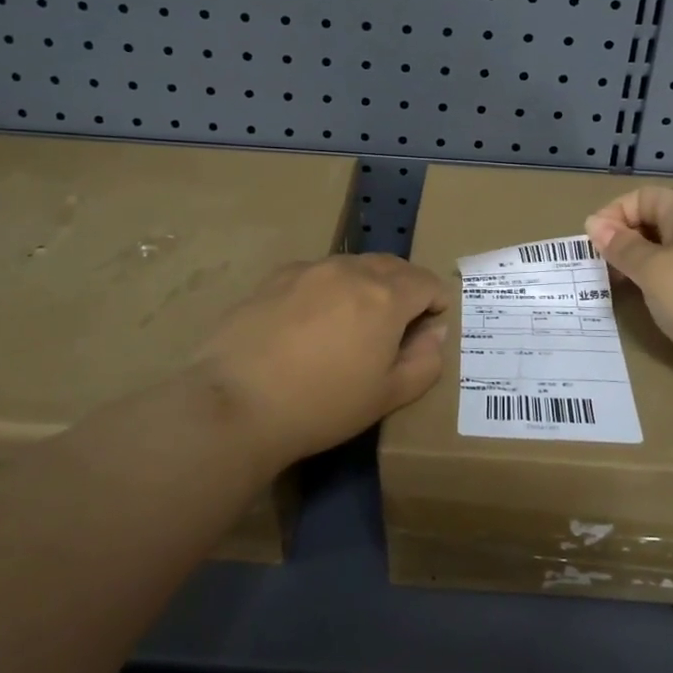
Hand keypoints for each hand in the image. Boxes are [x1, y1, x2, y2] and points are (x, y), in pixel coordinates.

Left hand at [190, 254, 451, 470]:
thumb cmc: (322, 406)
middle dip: (404, 288)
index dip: (435, 303)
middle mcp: (351, 271)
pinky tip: (309, 322)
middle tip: (395, 326)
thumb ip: (424, 361)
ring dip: (366, 285)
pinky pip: (317, 273)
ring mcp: (310, 269)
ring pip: (353, 266)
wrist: (237, 403)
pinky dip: (328, 289)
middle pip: (392, 266)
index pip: (427, 282)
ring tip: (351, 323)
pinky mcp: (275, 277)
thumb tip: (435, 332)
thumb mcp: (387, 396)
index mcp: (386, 296)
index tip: (427, 327)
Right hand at [586, 187, 672, 397]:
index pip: (642, 197)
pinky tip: (646, 302)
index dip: (614, 214)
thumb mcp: (653, 270)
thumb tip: (594, 224)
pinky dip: (656, 283)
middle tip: (600, 268)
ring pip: (664, 251)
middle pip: (653, 221)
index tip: (594, 245)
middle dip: (622, 240)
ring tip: (618, 286)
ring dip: (637, 264)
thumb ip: (622, 247)